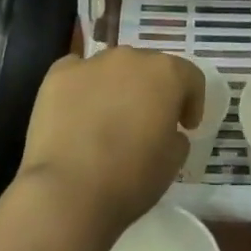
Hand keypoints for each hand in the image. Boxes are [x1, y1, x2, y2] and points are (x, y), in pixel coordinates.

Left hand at [16, 46, 204, 240]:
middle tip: (147, 123)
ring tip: (108, 120)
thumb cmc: (131, 178)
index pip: (189, 77)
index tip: (186, 126)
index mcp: (166, 74)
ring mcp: (91, 63)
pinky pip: (77, 74)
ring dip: (117, 88)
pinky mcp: (57, 75)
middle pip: (149, 68)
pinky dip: (82, 88)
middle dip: (152, 92)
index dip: (192, 102)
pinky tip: (78, 114)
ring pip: (112, 69)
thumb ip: (176, 135)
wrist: (67, 192)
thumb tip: (165, 129)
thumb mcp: (173, 161)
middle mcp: (130, 58)